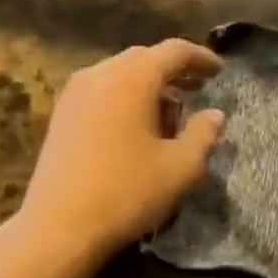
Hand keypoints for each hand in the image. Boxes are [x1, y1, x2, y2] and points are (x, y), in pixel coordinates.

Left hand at [15, 39, 224, 266]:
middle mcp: (100, 73)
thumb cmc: (127, 192)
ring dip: (148, 87)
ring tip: (169, 115)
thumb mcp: (181, 168)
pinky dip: (124, 99)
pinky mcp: (61, 115)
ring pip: (120, 75)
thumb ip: (203, 135)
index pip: (174, 51)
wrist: (58, 226)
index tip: (219, 71)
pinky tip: (135, 128)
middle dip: (173, 72)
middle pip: (144, 58)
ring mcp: (74, 93)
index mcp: (133, 77)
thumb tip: (214, 115)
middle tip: (198, 89)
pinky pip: (101, 92)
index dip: (201, 58)